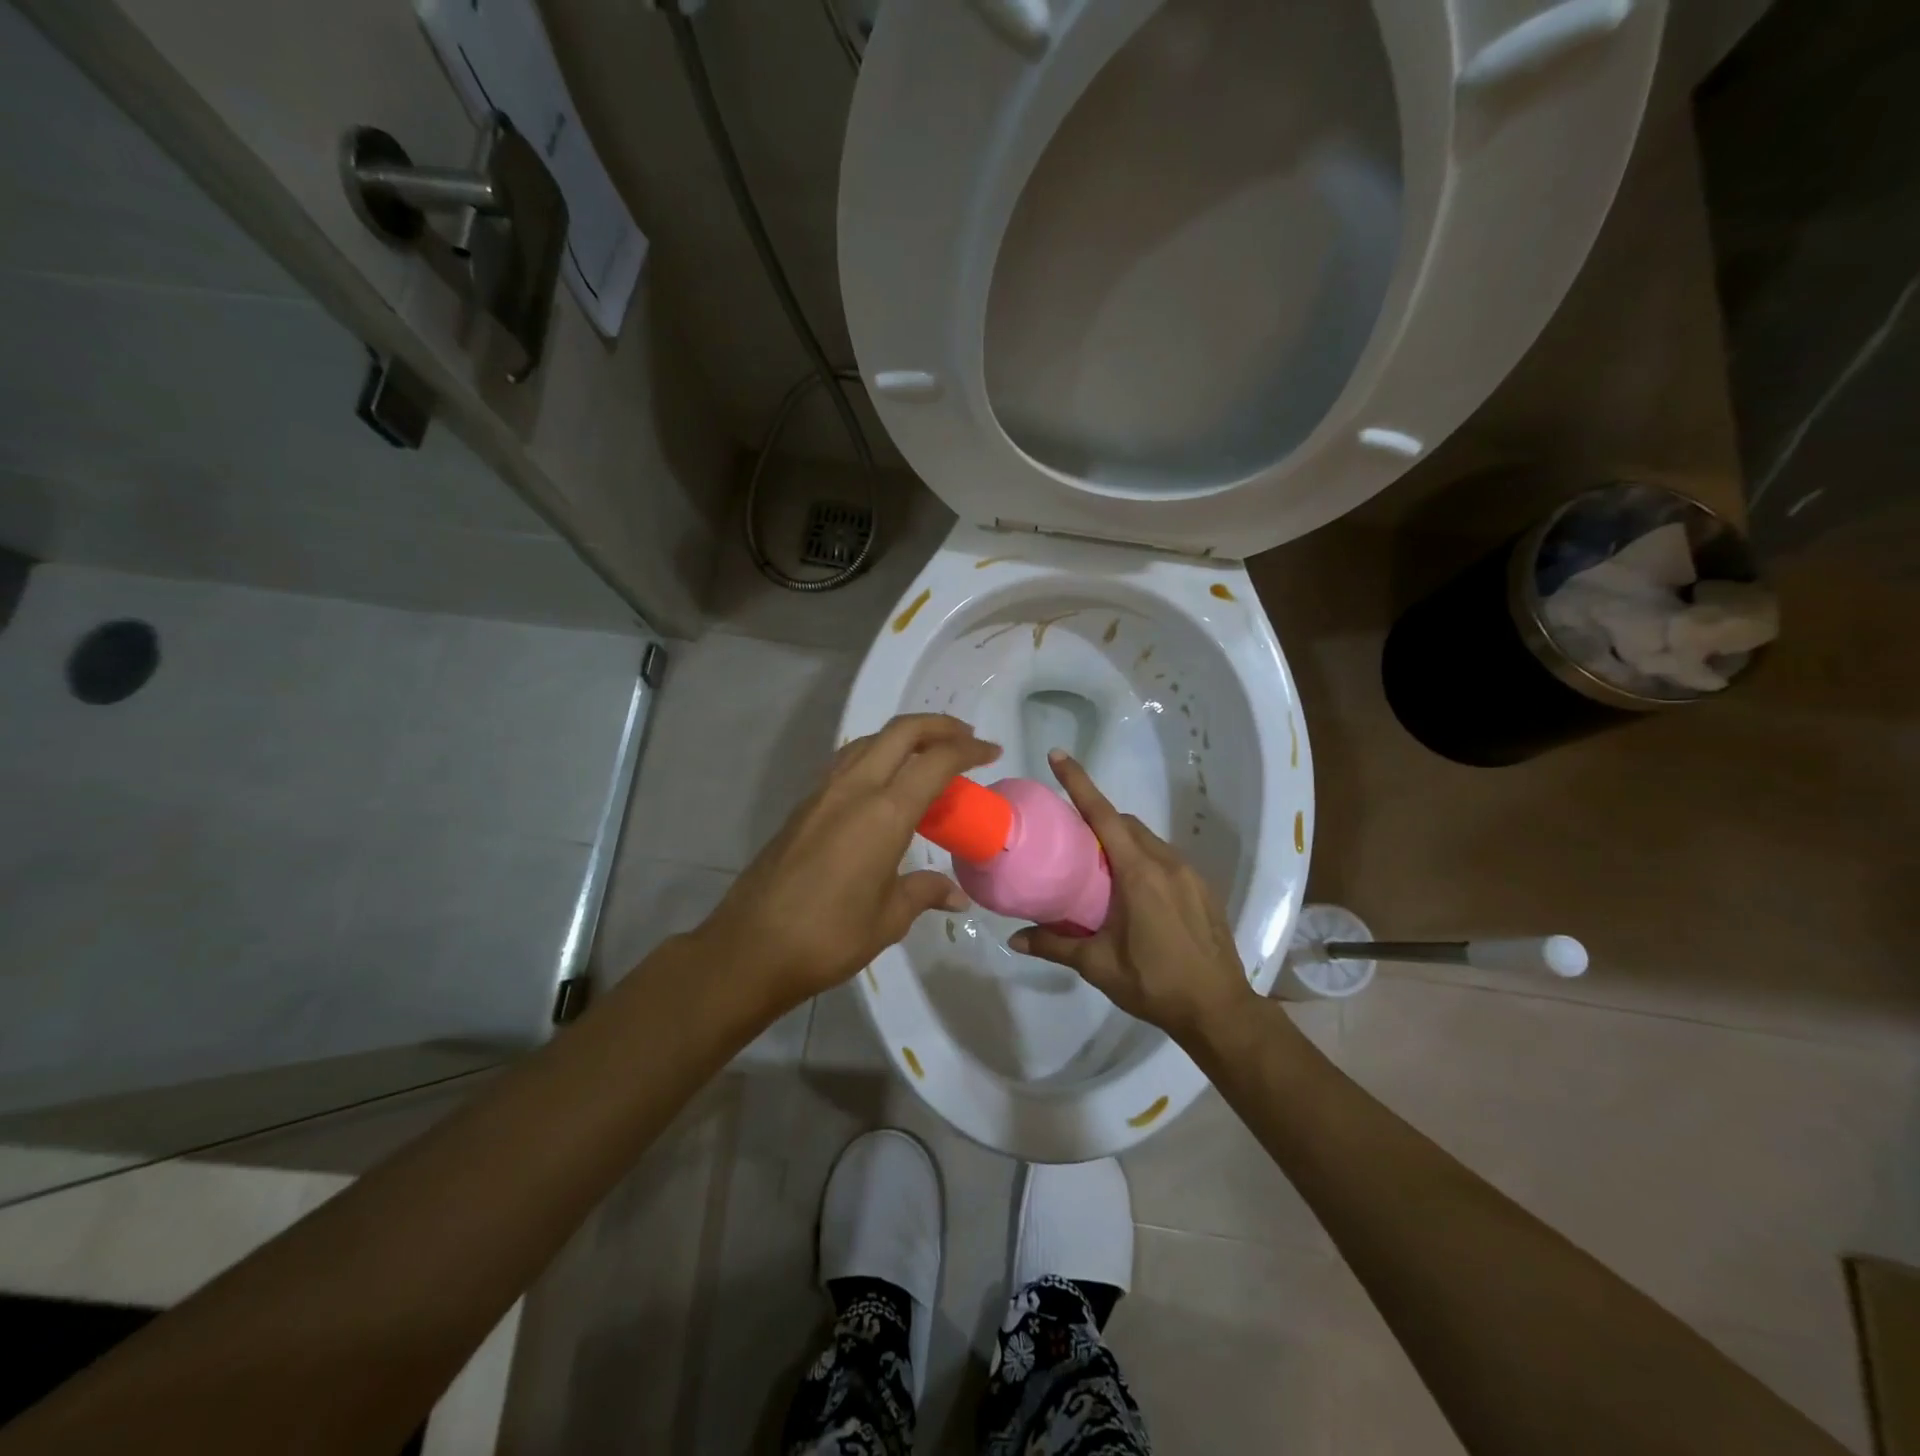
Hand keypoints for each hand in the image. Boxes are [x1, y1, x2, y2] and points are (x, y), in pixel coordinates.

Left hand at [700, 714, 1000, 1013]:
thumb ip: (923, 893)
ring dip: (904, 737)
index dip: (968, 750)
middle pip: (901, 732)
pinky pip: (847, 762)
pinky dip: (876, 756)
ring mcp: (823, 793)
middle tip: (966, 740)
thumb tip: (955, 895)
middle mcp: (853, 789)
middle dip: (938, 726)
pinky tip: (884, 784)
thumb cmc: (828, 937)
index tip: (991, 753)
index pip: (936, 761)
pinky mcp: (803, 806)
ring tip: (928, 756)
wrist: (750, 947)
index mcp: (884, 813)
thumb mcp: (888, 919)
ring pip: (869, 741)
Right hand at [1011, 750, 1256, 1042]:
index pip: (1104, 816)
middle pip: (1126, 823)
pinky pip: (1165, 858)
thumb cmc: (1155, 984)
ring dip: (1121, 841)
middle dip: (1098, 818)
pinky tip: (1132, 892)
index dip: (1079, 783)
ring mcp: (1189, 874)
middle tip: (1070, 837)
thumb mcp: (1099, 965)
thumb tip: (1014, 939)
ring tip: (1097, 868)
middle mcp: (1166, 863)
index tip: (1058, 756)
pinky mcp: (1202, 889)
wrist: (1220, 1010)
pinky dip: (1142, 858)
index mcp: (1139, 874)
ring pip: (1147, 840)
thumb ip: (1055, 946)